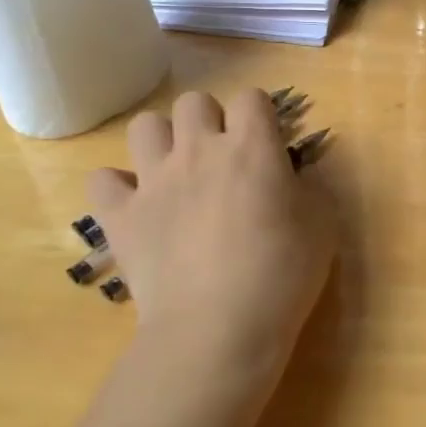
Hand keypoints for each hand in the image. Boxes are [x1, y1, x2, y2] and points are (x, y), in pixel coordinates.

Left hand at [87, 89, 336, 411]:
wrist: (218, 328)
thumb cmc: (282, 274)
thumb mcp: (323, 226)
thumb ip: (308, 188)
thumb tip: (291, 178)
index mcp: (251, 147)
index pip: (252, 97)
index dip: (261, 115)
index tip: (267, 143)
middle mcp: (199, 150)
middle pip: (195, 102)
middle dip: (211, 121)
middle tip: (223, 158)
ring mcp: (154, 181)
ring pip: (144, 126)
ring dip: (162, 142)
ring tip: (177, 173)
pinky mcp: (121, 217)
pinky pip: (102, 180)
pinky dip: (118, 189)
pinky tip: (137, 207)